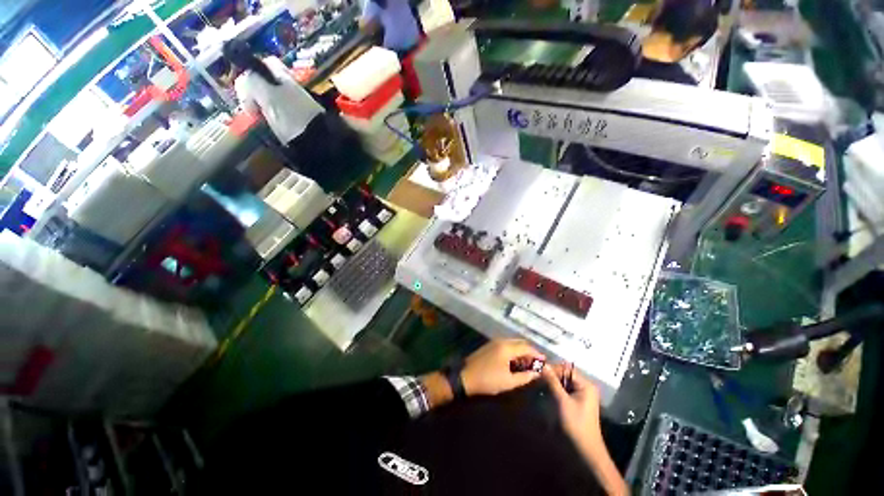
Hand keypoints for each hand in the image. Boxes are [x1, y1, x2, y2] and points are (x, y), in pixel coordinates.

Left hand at [460, 339, 544, 396]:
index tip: (545, 361)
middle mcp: (501, 341)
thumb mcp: (508, 382)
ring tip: (527, 363)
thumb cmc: (488, 380)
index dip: (537, 354)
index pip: (527, 347)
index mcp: (507, 348)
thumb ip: (525, 376)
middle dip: (530, 351)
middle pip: (520, 342)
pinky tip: (515, 361)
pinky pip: (506, 344)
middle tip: (537, 363)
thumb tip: (537, 373)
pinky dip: (514, 350)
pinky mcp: (489, 345)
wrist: (465, 376)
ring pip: (513, 343)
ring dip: (521, 351)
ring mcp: (494, 342)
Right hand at [543, 366, 628, 495]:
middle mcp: (585, 387)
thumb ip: (553, 382)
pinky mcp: (578, 402)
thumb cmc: (575, 424)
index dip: (552, 369)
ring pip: (564, 383)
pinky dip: (556, 391)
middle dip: (552, 376)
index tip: (538, 372)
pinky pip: (565, 390)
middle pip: (565, 375)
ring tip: (540, 386)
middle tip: (537, 379)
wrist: (586, 450)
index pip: (566, 369)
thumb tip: (543, 365)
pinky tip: (547, 394)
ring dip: (552, 384)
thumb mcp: (562, 401)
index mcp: (585, 385)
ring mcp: (583, 395)